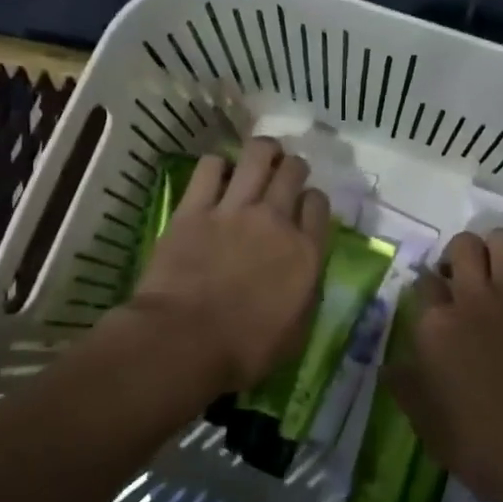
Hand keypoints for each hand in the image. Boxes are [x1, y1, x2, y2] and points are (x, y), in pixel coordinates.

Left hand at [126, 137, 332, 393]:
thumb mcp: (296, 332)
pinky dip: (216, 165)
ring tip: (261, 155)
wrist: (184, 342)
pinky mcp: (194, 208)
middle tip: (285, 174)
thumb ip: (306, 292)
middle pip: (293, 171)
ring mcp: (233, 209)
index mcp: (305, 251)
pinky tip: (216, 173)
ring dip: (263, 151)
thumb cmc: (244, 350)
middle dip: (293, 167)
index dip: (312, 201)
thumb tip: (304, 273)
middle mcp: (275, 220)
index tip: (304, 208)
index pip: (319, 204)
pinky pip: (209, 167)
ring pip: (257, 155)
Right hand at [387, 229, 502, 501]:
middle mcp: (472, 300)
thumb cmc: (480, 448)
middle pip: (462, 245)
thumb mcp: (427, 426)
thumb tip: (388, 365)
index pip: (422, 281)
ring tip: (497, 277)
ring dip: (496, 252)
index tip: (432, 304)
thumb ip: (405, 387)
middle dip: (458, 255)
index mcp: (435, 326)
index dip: (426, 290)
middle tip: (462, 281)